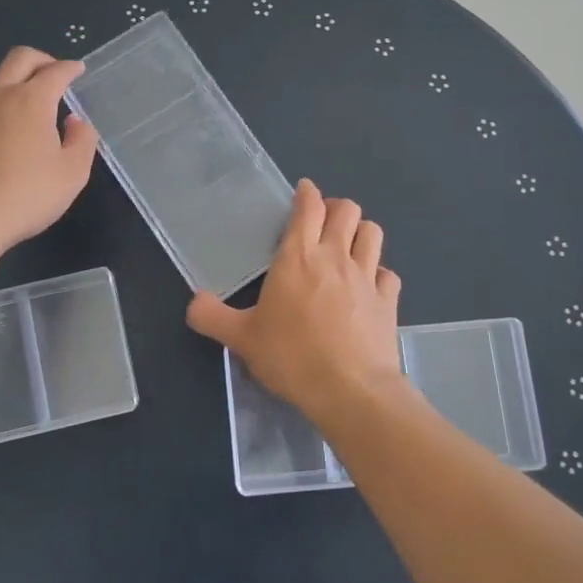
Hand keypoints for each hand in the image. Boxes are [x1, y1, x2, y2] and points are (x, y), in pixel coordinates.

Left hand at [0, 47, 98, 252]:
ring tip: (28, 115)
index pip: (55, 71)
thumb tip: (74, 121)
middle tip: (53, 73)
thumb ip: (81, 140)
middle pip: (19, 59)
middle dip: (41, 60)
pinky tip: (0, 142)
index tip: (77, 70)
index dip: (70, 68)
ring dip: (15, 89)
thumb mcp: (72, 174)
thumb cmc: (25, 196)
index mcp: (30, 101)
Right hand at [186, 179, 401, 422]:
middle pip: (347, 210)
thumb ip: (212, 317)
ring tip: (348, 244)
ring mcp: (367, 277)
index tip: (304, 191)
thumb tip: (193, 303)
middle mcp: (335, 256)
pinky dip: (379, 273)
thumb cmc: (292, 357)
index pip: (309, 207)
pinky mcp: (388, 301)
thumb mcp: (241, 339)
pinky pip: (388, 274)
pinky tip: (369, 285)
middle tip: (323, 222)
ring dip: (360, 232)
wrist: (350, 390)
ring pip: (373, 233)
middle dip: (336, 208)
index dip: (307, 193)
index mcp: (298, 256)